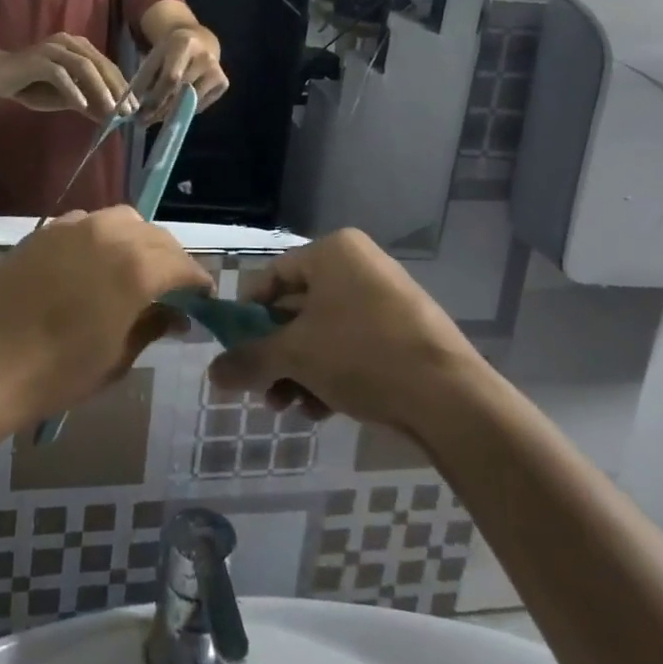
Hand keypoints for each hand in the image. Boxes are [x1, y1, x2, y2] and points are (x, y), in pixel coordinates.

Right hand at [0, 34, 129, 121]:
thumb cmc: (32, 84)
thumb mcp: (64, 96)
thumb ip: (86, 101)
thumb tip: (110, 115)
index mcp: (79, 47)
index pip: (107, 65)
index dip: (122, 86)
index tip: (133, 107)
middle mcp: (69, 43)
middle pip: (100, 64)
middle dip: (116, 89)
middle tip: (127, 111)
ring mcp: (53, 49)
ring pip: (84, 67)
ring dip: (100, 89)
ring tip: (110, 110)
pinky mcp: (38, 60)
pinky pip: (60, 74)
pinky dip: (73, 90)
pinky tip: (82, 105)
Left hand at [0, 207, 210, 424]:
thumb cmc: (58, 372)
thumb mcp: (116, 358)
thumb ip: (151, 326)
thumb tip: (177, 315)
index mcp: (137, 269)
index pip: (182, 265)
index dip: (197, 281)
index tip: (202, 297)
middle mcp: (111, 236)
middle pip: (156, 235)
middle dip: (170, 258)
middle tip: (170, 285)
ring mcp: (75, 227)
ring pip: (122, 219)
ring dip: (137, 239)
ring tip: (132, 266)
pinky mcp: (46, 230)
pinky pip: (86, 222)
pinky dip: (101, 236)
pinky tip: (92, 261)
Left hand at [141, 25, 228, 119]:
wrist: (200, 40)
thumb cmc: (171, 51)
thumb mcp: (155, 56)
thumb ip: (144, 78)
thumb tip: (134, 105)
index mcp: (184, 44)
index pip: (170, 78)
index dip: (155, 97)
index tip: (139, 112)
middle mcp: (205, 57)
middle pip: (180, 91)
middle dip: (159, 109)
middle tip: (144, 120)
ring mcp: (217, 71)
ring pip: (190, 102)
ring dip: (170, 113)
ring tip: (155, 117)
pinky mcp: (224, 83)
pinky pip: (200, 106)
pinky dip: (185, 110)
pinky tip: (175, 108)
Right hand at [208, 229, 480, 433]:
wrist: (450, 397)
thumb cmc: (362, 354)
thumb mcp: (296, 355)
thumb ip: (249, 360)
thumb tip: (212, 375)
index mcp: (333, 251)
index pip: (273, 277)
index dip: (248, 315)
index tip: (236, 352)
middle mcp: (359, 265)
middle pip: (297, 309)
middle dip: (275, 354)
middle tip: (261, 390)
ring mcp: (385, 298)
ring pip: (324, 333)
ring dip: (299, 371)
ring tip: (289, 408)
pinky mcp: (404, 332)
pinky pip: (353, 347)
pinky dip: (332, 375)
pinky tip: (321, 411)